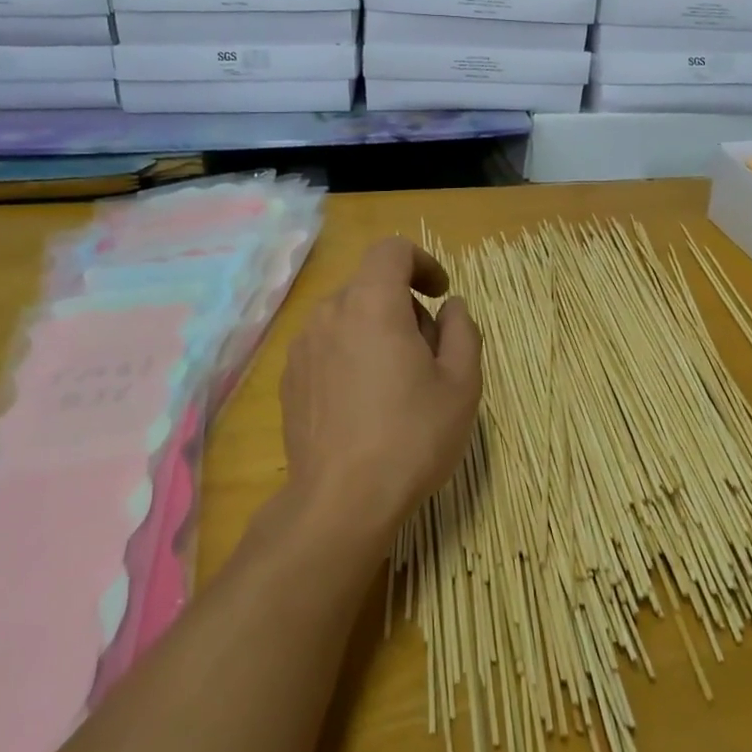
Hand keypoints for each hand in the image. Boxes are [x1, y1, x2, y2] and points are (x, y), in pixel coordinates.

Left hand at [278, 237, 482, 551]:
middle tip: (429, 353)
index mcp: (372, 304)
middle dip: (405, 306)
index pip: (391, 250)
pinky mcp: (289, 379)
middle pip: (371, 285)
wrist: (341, 502)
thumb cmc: (411, 436)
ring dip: (377, 330)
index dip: (422, 262)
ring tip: (397, 382)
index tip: (440, 294)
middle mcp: (329, 313)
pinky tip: (364, 403)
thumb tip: (450, 307)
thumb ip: (462, 330)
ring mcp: (302, 347)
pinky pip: (327, 346)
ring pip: (348, 316)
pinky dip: (350, 354)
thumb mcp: (461, 384)